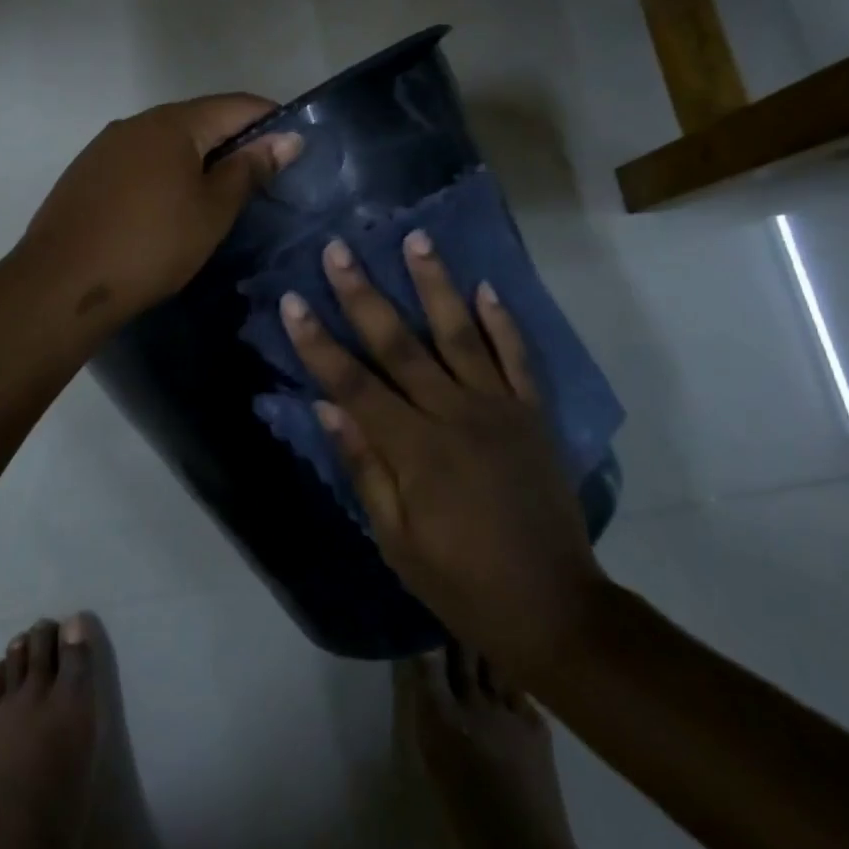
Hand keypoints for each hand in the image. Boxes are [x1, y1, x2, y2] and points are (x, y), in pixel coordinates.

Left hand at [13, 94, 301, 332]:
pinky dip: (164, 173)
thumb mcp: (212, 211)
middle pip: (199, 120)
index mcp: (172, 123)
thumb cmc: (151, 246)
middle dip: (234, 141)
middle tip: (261, 178)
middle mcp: (136, 122)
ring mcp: (105, 146)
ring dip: (197, 158)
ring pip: (166, 141)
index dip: (271, 120)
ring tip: (218, 194)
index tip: (295, 147)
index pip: (235, 105)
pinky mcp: (86, 172)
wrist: (63, 282)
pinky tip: (168, 205)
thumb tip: (285, 138)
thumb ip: (248, 170)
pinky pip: (139, 161)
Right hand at [279, 232, 607, 685]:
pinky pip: (518, 358)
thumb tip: (324, 407)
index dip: (317, 342)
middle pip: (399, 344)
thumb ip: (363, 466)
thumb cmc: (461, 581)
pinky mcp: (533, 414)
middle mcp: (454, 415)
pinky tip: (486, 286)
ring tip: (416, 238)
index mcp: (414, 449)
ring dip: (435, 284)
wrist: (556, 610)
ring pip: (460, 334)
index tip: (292, 300)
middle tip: (340, 248)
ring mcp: (499, 409)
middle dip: (363, 294)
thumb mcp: (396, 538)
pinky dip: (503, 321)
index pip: (352, 383)